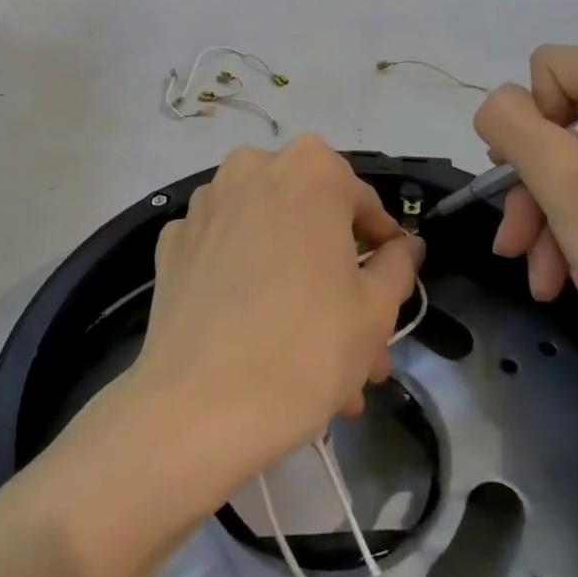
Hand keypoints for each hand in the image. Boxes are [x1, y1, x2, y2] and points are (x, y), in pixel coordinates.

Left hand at [130, 137, 422, 494]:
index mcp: (310, 170)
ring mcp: (206, 205)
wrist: (197, 407)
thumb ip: (398, 265)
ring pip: (269, 241)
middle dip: (337, 279)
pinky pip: (226, 256)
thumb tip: (405, 246)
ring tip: (313, 360)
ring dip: (296, 286)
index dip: (382, 248)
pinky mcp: (172, 244)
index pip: (362, 202)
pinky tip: (256, 338)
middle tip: (358, 341)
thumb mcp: (375, 310)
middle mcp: (253, 169)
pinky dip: (247, 285)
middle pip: (311, 222)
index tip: (389, 288)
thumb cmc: (306, 347)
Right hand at [473, 46, 577, 388]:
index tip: (538, 186)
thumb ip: (511, 125)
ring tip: (545, 278)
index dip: (530, 127)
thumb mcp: (563, 182)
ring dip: (554, 217)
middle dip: (535, 188)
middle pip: (565, 120)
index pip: (551, 70)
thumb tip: (496, 106)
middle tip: (516, 246)